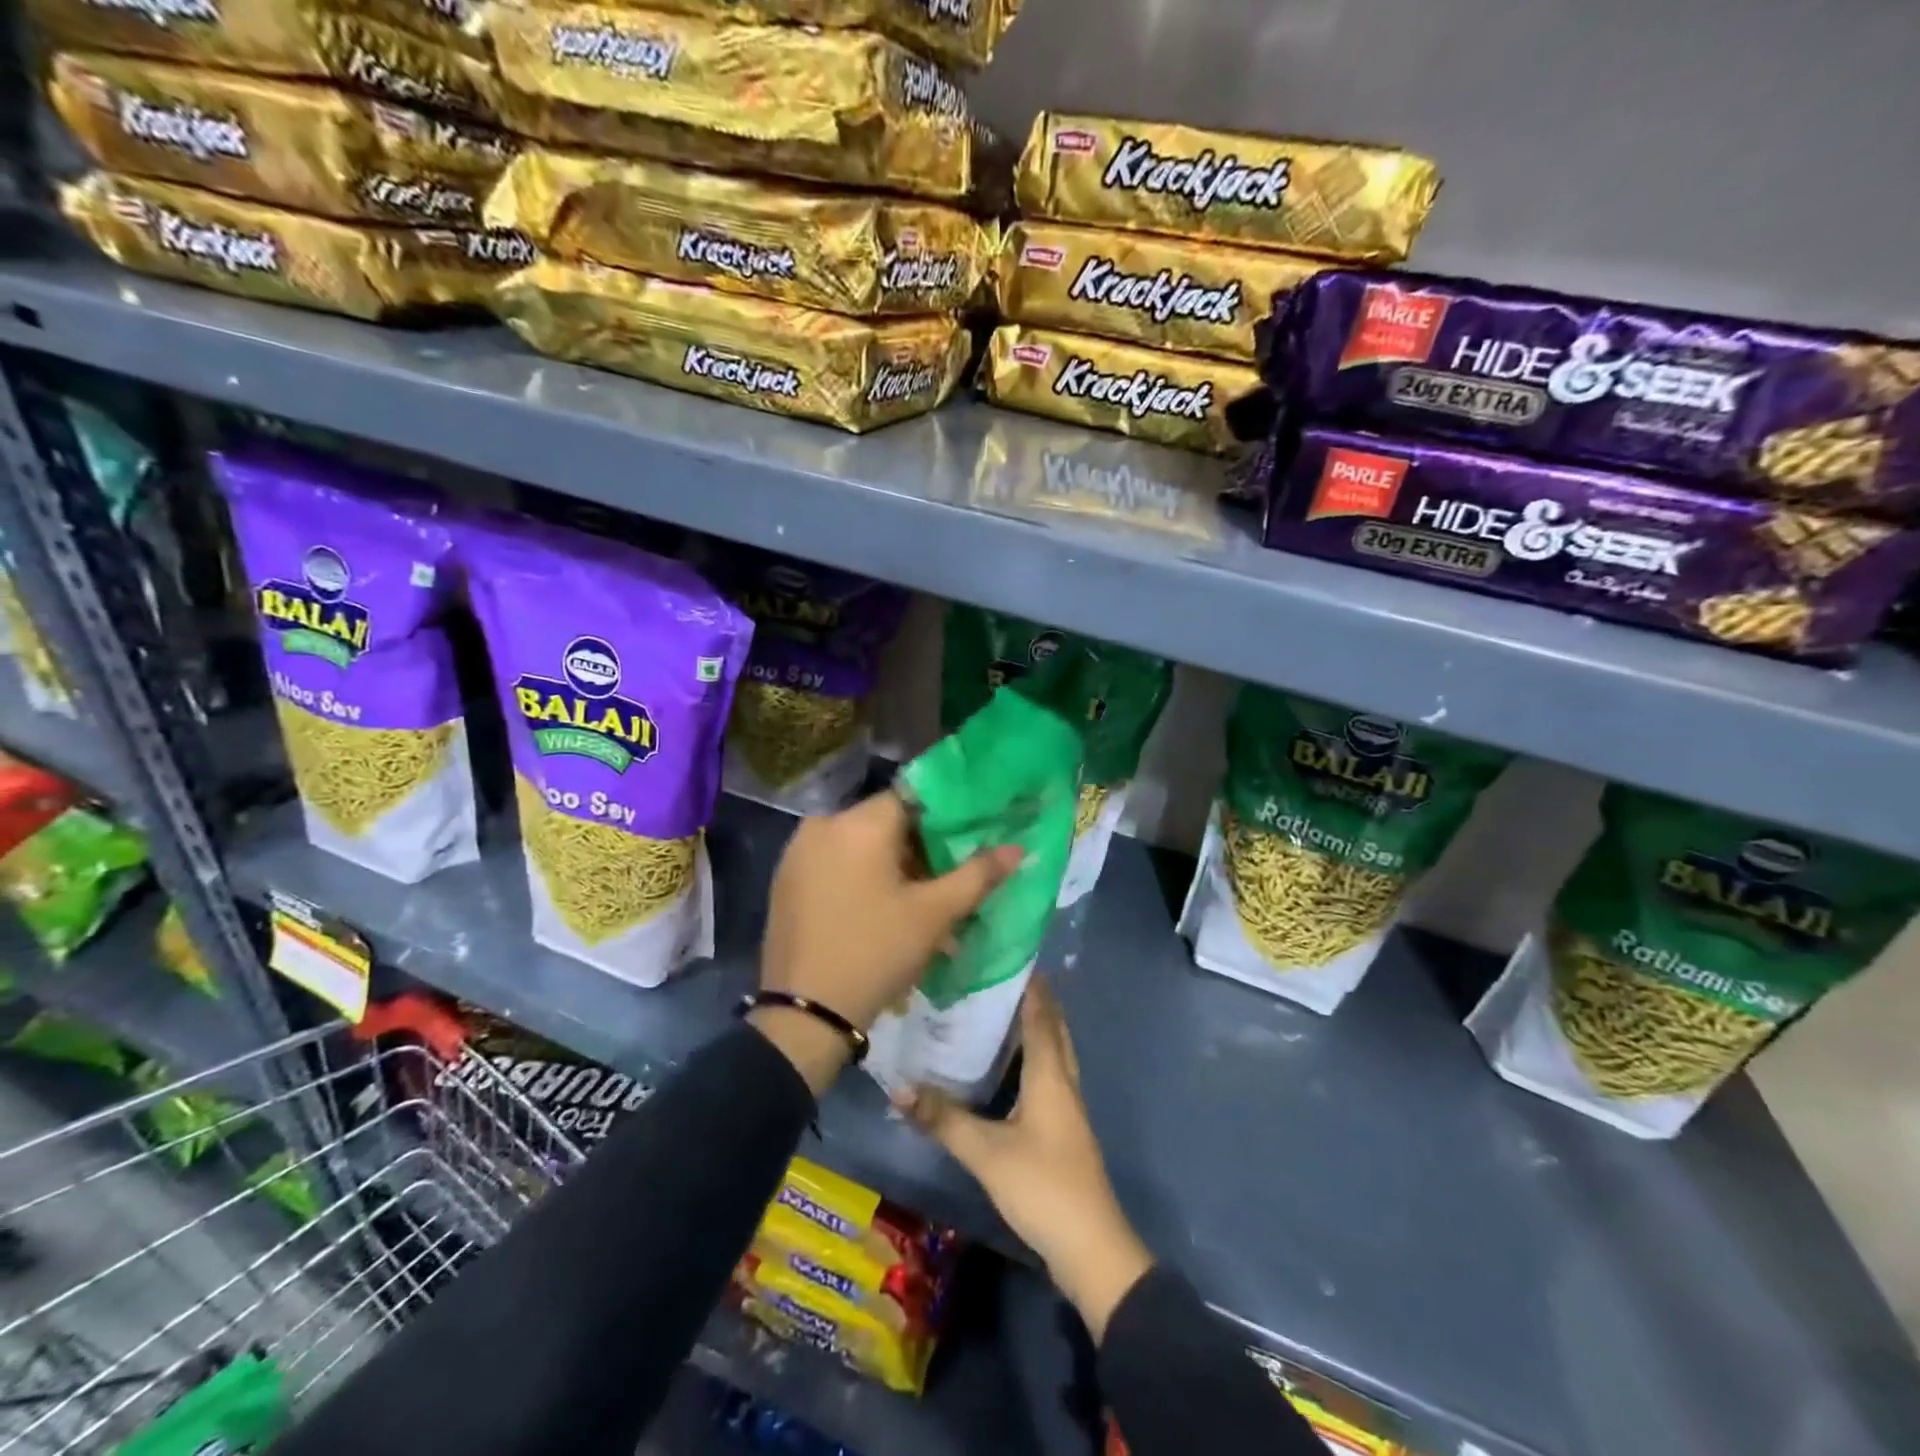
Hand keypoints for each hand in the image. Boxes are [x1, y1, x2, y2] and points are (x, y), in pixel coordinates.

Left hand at [753, 790, 1020, 1092]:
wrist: (805, 1014)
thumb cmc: (875, 952)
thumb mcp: (933, 914)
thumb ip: (977, 875)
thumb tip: (1018, 849)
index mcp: (858, 822)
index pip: (912, 799)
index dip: (944, 819)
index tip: (966, 844)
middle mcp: (823, 825)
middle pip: (885, 823)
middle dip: (919, 850)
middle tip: (945, 884)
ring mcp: (798, 852)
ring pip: (860, 845)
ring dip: (891, 868)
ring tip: (917, 906)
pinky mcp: (786, 880)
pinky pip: (835, 864)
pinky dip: (861, 878)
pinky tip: (879, 912)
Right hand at [897, 982, 1152, 1340]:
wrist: (1091, 1249)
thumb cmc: (1043, 1187)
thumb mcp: (986, 1152)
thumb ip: (943, 1119)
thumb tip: (897, 1087)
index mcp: (1050, 1074)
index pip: (1041, 1014)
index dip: (1028, 984)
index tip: (1006, 954)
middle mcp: (1064, 1081)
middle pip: (1053, 1028)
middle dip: (1032, 1000)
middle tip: (996, 978)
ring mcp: (1068, 1107)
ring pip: (1053, 1052)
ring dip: (1033, 1028)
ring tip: (997, 1012)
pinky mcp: (1064, 1129)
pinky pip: (1048, 1075)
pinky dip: (1031, 1058)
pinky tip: (1007, 1069)